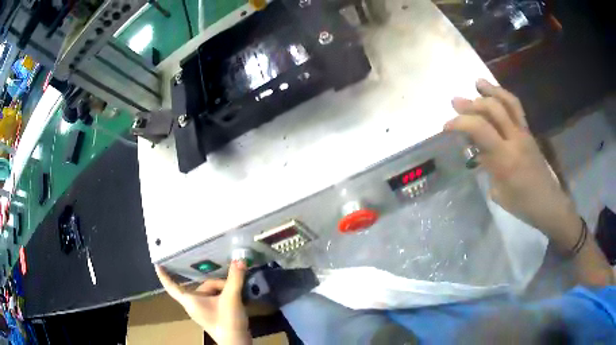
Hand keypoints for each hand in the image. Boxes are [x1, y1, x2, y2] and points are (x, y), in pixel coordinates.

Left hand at [155, 261, 250, 344]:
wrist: (237, 343)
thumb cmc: (227, 322)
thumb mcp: (231, 298)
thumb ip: (235, 279)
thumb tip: (239, 260)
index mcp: (190, 300)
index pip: (171, 286)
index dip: (163, 275)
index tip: (157, 264)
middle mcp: (194, 305)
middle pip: (202, 286)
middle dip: (218, 283)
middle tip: (233, 285)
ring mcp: (203, 311)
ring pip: (210, 292)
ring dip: (224, 290)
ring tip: (238, 292)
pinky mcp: (212, 315)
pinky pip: (214, 299)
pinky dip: (224, 296)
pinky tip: (237, 298)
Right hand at [445, 79, 579, 248]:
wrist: (548, 203)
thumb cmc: (522, 204)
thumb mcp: (498, 193)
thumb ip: (488, 167)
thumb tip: (479, 151)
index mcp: (505, 158)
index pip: (480, 129)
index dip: (460, 123)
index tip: (446, 127)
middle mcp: (515, 139)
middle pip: (493, 109)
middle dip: (471, 103)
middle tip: (455, 101)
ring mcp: (524, 133)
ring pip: (508, 102)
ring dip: (491, 90)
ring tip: (478, 82)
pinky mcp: (529, 132)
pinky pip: (516, 108)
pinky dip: (504, 96)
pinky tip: (496, 94)